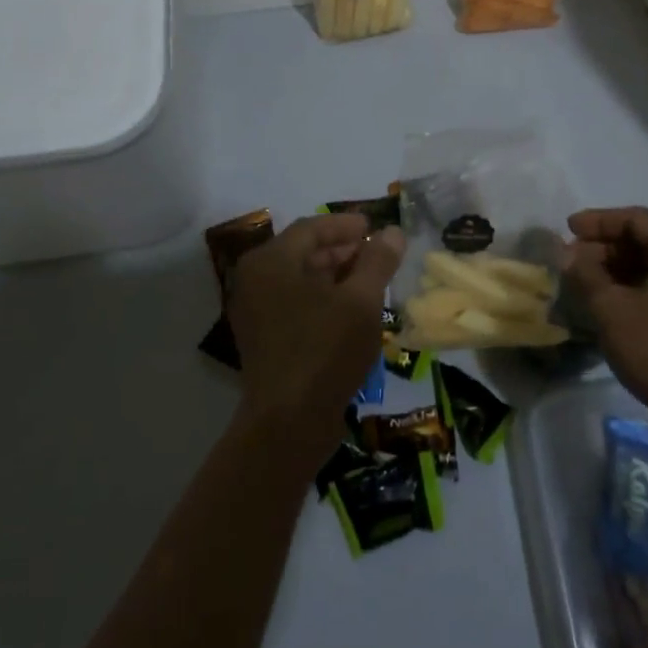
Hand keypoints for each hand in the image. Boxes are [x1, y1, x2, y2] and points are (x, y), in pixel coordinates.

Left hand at [226, 213, 404, 466]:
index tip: (376, 227)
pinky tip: (351, 310)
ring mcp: (255, 311)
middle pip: (304, 251)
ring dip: (336, 275)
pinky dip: (322, 299)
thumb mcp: (361, 301)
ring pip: (300, 279)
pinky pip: (295, 303)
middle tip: (378, 255)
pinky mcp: (263, 338)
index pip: (312, 228)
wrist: (288, 423)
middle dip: (343, 250)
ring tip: (371, 281)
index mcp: (272, 261)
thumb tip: (393, 232)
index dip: (347, 225)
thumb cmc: (325, 350)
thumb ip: (377, 261)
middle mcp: (256, 280)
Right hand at [564, 206, 647, 459]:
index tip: (568, 229)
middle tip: (573, 258)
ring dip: (621, 268)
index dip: (598, 222)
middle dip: (608, 247)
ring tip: (587, 281)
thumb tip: (568, 254)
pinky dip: (640, 287)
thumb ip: (586, 274)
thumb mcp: (612, 309)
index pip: (637, 219)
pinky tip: (614, 302)